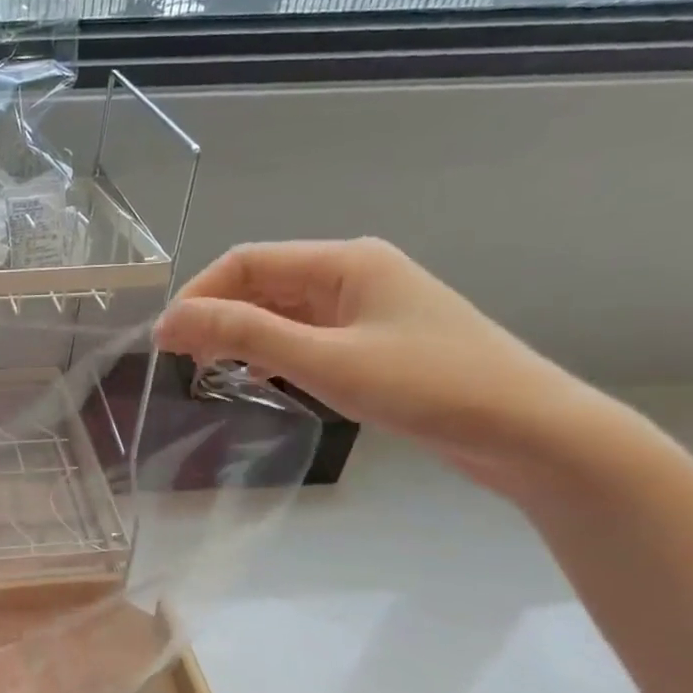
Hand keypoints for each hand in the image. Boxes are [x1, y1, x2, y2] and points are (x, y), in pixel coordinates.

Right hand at [157, 238, 604, 493]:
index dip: (198, 296)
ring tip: (208, 370)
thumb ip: (244, 334)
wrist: (529, 431)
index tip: (163, 342)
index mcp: (345, 261)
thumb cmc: (427, 387)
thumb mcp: (325, 359)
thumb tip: (171, 319)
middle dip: (216, 316)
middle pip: (263, 283)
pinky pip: (306, 333)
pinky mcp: (375, 340)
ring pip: (282, 310)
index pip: (247, 262)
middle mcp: (354, 273)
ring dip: (241, 334)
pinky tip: (258, 375)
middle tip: (180, 362)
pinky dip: (272, 350)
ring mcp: (366, 307)